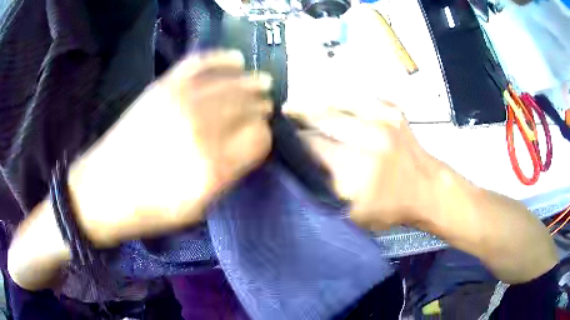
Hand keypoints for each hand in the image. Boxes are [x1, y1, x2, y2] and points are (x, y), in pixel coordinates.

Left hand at [70, 51, 273, 244]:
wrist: (104, 190)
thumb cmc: (151, 209)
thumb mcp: (197, 208)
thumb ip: (228, 175)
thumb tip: (250, 145)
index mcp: (212, 167)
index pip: (259, 138)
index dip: (265, 136)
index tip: (261, 137)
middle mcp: (200, 129)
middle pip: (248, 105)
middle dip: (261, 106)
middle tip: (264, 108)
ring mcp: (180, 101)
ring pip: (232, 81)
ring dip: (251, 82)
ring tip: (260, 83)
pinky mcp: (162, 86)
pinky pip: (201, 62)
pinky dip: (222, 58)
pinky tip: (236, 59)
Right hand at [284, 99, 442, 229]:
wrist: (427, 188)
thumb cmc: (390, 208)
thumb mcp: (352, 215)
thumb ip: (325, 193)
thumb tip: (298, 168)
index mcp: (356, 172)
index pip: (312, 148)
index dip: (292, 143)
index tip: (279, 141)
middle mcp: (368, 141)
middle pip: (320, 121)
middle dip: (297, 118)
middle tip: (282, 118)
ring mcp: (383, 120)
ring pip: (335, 103)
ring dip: (312, 104)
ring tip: (296, 106)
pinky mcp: (392, 110)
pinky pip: (357, 97)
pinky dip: (339, 100)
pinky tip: (329, 103)